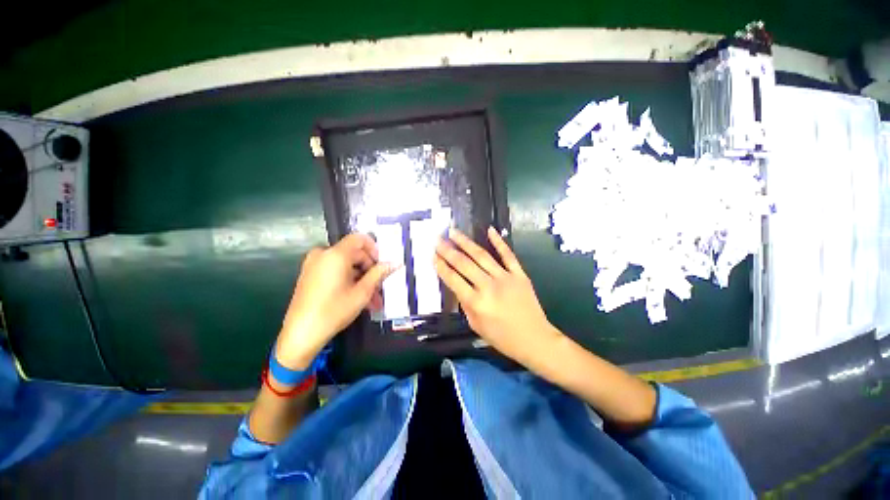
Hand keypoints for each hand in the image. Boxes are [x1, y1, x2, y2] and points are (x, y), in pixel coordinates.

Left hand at [276, 234, 395, 369]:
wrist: (301, 334)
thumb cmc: (334, 310)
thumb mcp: (362, 292)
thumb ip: (379, 274)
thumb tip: (395, 263)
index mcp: (335, 254)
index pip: (360, 239)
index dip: (374, 249)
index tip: (381, 265)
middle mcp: (323, 254)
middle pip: (354, 253)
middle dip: (370, 270)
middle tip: (380, 287)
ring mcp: (314, 264)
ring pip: (346, 265)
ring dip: (361, 279)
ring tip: (372, 299)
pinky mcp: (310, 274)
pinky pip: (335, 270)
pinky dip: (348, 280)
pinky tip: (357, 298)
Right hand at [434, 227, 563, 367]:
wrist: (534, 339)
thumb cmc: (502, 337)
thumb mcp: (476, 325)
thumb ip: (465, 304)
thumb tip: (459, 285)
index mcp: (476, 303)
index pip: (453, 279)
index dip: (441, 266)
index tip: (433, 255)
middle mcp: (488, 287)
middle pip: (464, 264)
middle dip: (448, 250)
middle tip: (438, 239)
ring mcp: (505, 278)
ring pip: (482, 255)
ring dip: (466, 242)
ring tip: (454, 232)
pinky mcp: (519, 274)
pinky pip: (508, 255)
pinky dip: (499, 241)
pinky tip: (489, 230)